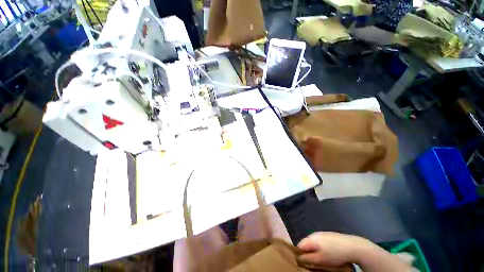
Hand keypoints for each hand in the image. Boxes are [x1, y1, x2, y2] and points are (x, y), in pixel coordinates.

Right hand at [297, 232, 370, 270]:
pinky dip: (320, 249)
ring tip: (321, 260)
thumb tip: (298, 258)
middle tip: (313, 263)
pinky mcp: (328, 235)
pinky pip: (320, 242)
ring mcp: (322, 233)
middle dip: (307, 254)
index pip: (299, 245)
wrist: (352, 247)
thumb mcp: (320, 259)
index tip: (303, 263)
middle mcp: (314, 234)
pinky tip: (327, 254)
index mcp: (311, 238)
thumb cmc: (335, 254)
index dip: (299, 254)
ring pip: (313, 243)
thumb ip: (307, 258)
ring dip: (314, 251)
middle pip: (306, 244)